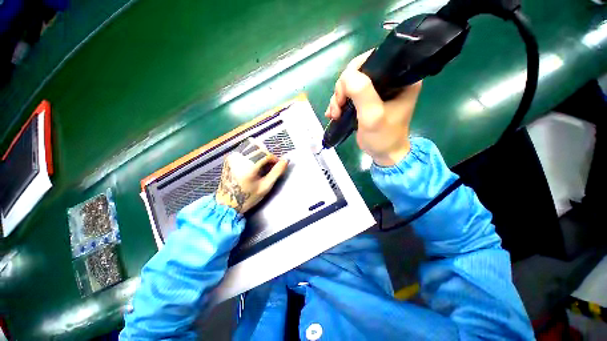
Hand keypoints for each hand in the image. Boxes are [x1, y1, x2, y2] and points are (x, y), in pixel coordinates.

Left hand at [215, 138, 288, 212]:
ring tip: (262, 164)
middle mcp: (239, 157)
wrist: (226, 203)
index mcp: (248, 165)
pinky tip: (254, 164)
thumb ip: (276, 172)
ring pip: (252, 145)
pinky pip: (245, 149)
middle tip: (269, 166)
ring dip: (260, 152)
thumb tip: (286, 160)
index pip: (266, 154)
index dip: (275, 159)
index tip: (277, 166)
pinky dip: (253, 153)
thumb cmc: (248, 197)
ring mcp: (232, 156)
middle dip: (267, 155)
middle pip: (259, 147)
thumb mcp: (265, 187)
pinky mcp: (230, 157)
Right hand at [325, 50, 421, 166]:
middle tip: (337, 107)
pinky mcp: (366, 100)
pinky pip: (348, 94)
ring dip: (338, 98)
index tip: (344, 92)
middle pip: (358, 72)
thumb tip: (346, 75)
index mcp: (400, 77)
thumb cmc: (383, 137)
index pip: (374, 59)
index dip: (354, 71)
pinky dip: (338, 103)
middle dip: (343, 89)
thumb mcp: (373, 116)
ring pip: (350, 84)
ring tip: (334, 114)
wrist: (383, 154)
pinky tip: (333, 114)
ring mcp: (376, 90)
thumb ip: (362, 93)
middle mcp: (389, 79)